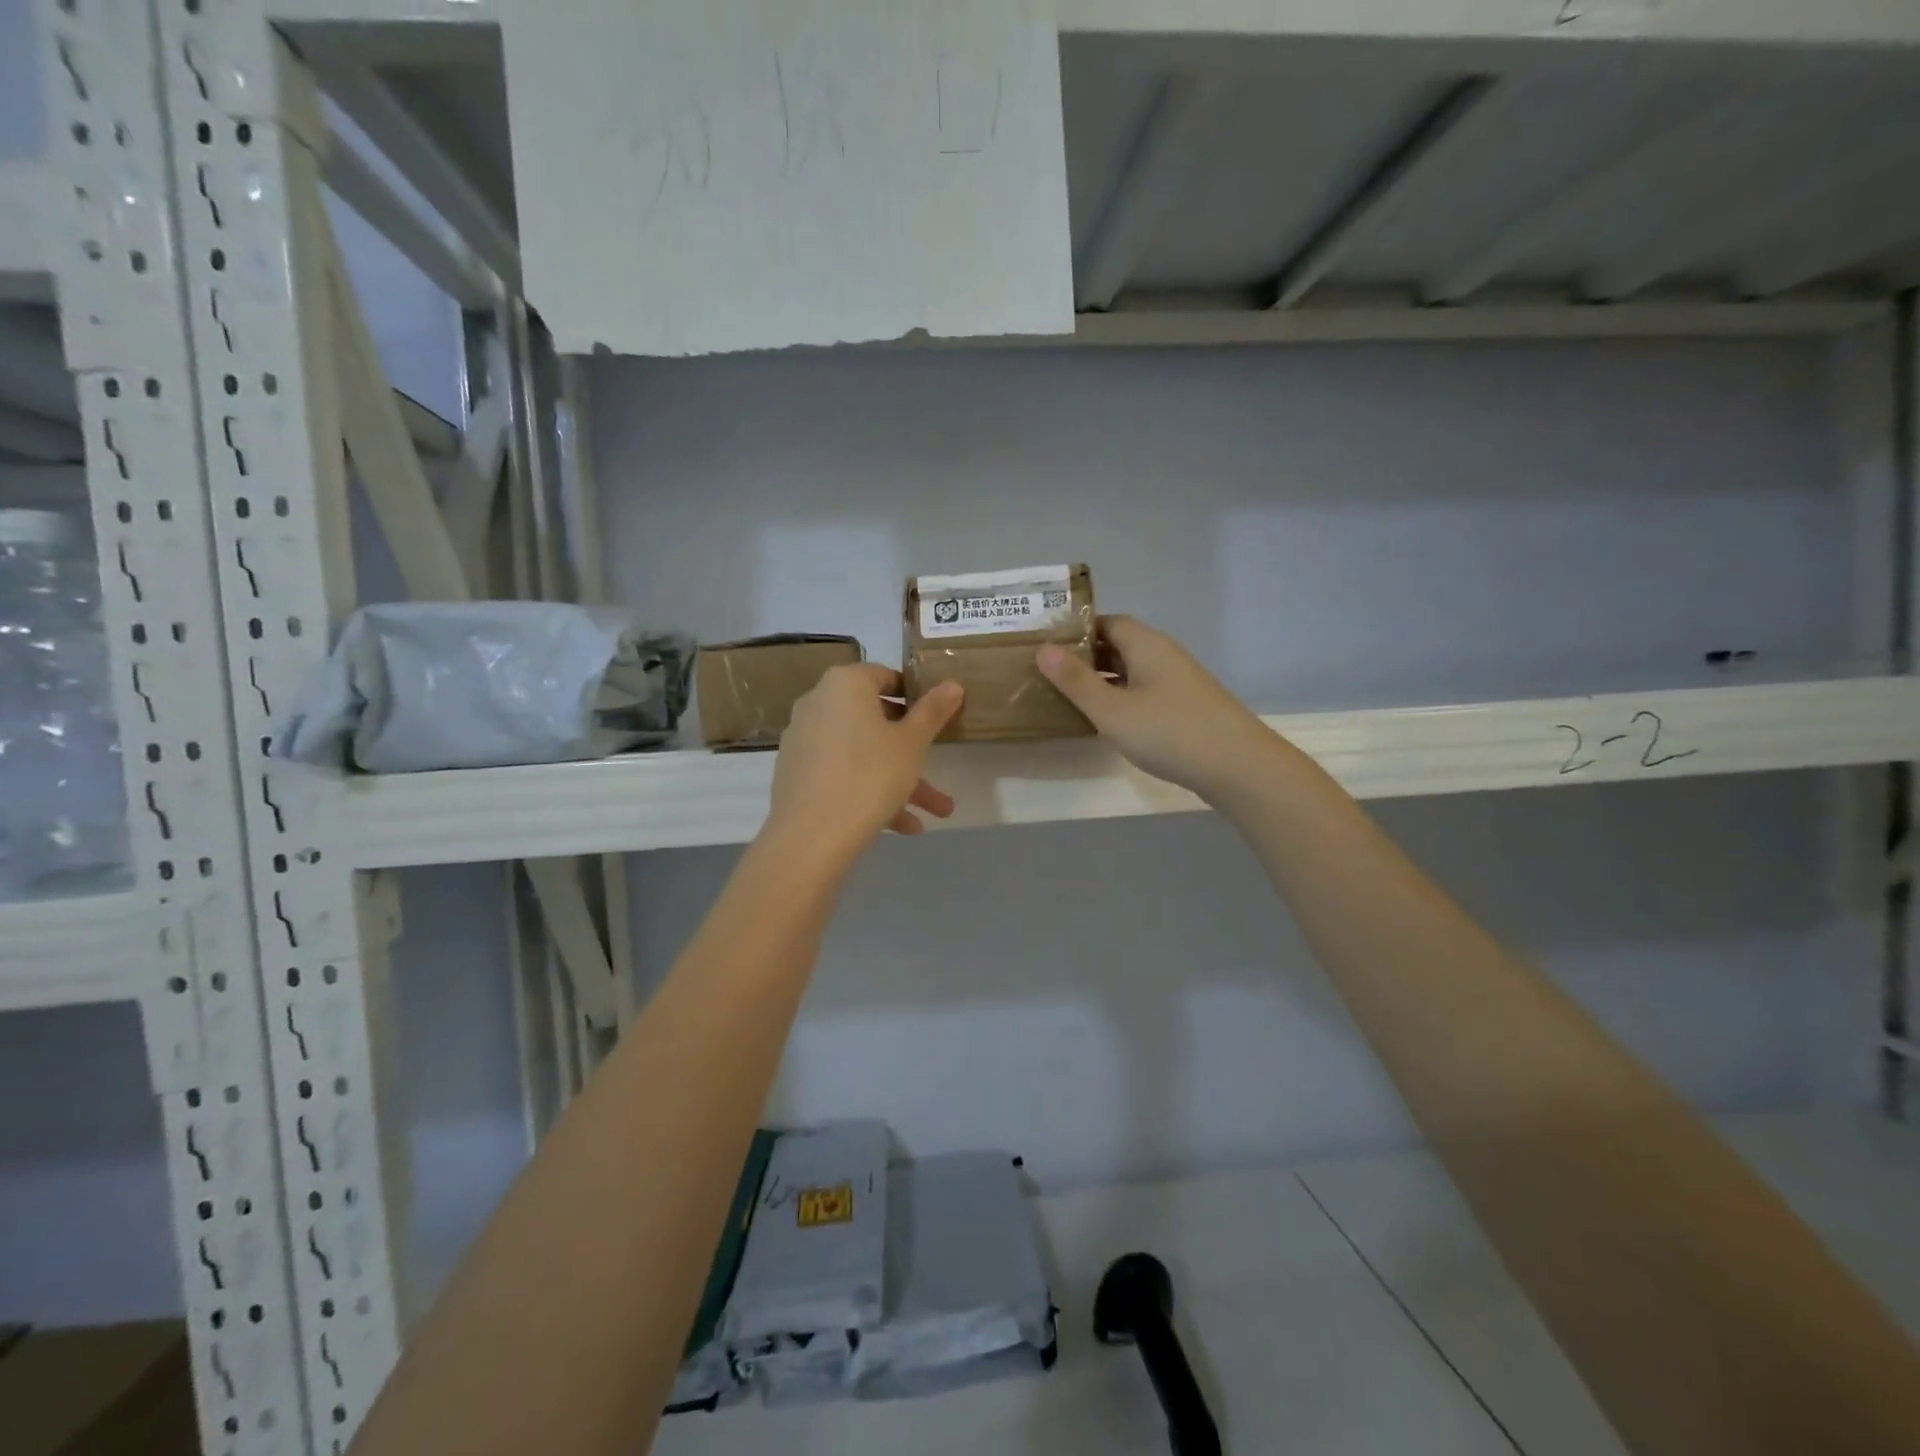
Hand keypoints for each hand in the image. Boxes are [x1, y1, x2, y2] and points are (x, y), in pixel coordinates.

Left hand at [766, 665, 962, 857]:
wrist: (811, 836)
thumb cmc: (870, 775)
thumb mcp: (912, 743)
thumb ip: (933, 711)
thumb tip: (953, 684)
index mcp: (845, 684)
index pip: (884, 676)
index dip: (913, 695)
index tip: (934, 718)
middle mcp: (818, 703)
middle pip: (874, 719)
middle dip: (911, 749)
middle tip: (937, 765)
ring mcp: (803, 739)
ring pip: (861, 752)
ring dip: (899, 779)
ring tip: (937, 813)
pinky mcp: (796, 773)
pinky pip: (841, 772)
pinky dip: (869, 790)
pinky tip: (903, 826)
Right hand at [1038, 616, 1275, 801]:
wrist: (1237, 766)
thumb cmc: (1169, 732)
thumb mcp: (1113, 709)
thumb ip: (1076, 681)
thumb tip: (1043, 649)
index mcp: (1146, 645)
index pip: (1106, 622)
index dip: (1075, 631)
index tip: (1045, 646)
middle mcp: (1163, 656)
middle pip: (1118, 646)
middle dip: (1084, 657)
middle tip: (1047, 674)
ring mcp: (1177, 683)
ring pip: (1131, 672)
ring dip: (1101, 681)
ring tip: (1066, 698)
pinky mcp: (1184, 708)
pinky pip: (1143, 693)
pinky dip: (1120, 700)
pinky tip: (1104, 722)